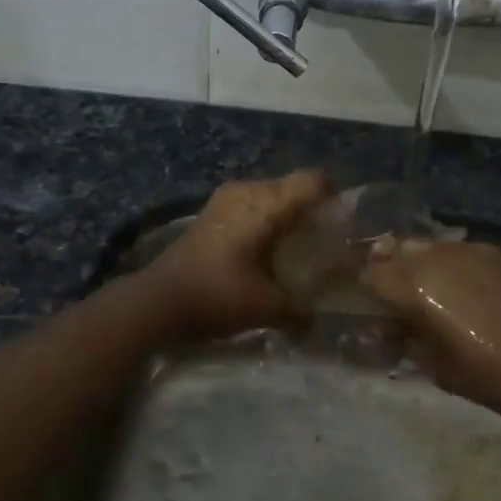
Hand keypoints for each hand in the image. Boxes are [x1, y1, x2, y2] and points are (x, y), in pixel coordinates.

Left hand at [141, 169, 333, 338]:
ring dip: (286, 217)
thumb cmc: (216, 295)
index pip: (313, 180)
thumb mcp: (266, 307)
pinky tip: (266, 252)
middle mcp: (246, 191)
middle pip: (292, 186)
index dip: (335, 196)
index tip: (344, 224)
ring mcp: (225, 199)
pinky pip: (250, 206)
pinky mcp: (211, 213)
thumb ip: (299, 311)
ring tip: (296, 250)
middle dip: (311, 211)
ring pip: (270, 196)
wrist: (156, 300)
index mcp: (265, 204)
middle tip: (324, 243)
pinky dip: (264, 222)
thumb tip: (316, 320)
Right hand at [362, 239, 500, 422]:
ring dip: (411, 262)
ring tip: (418, 289)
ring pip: (422, 245)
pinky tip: (456, 287)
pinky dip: (442, 262)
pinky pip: (453, 249)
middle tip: (385, 297)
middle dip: (381, 269)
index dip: (359, 290)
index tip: (361, 307)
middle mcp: (437, 257)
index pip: (369, 275)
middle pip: (392, 250)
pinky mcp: (495, 252)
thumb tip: (382, 328)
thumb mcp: (441, 370)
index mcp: (417, 287)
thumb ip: (404, 342)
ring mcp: (468, 250)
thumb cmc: (500, 377)